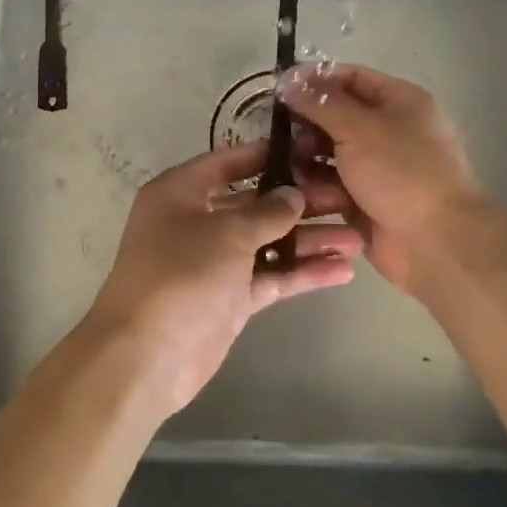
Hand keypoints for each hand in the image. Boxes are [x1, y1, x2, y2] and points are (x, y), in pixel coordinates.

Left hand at [80, 142, 362, 415]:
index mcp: (181, 192)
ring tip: (358, 236)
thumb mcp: (227, 232)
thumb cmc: (181, 274)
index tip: (311, 152)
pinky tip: (343, 270)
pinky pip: (271, 277)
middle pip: (255, 204)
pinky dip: (302, 273)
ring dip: (309, 240)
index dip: (267, 155)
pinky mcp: (231, 298)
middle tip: (348, 198)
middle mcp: (197, 221)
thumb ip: (267, 211)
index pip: (228, 162)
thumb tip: (294, 195)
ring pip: (269, 242)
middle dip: (301, 202)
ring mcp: (215, 262)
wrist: (148, 355)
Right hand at [278, 64, 492, 295]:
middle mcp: (388, 130)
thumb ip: (321, 103)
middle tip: (278, 134)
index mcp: (399, 102)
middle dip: (306, 124)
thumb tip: (288, 79)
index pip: (350, 77)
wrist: (435, 241)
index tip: (278, 88)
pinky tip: (294, 191)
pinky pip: (331, 185)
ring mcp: (376, 168)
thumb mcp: (359, 128)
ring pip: (329, 153)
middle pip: (336, 116)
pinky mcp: (363, 200)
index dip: (315, 80)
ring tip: (285, 165)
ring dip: (305, 157)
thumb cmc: (401, 173)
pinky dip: (314, 187)